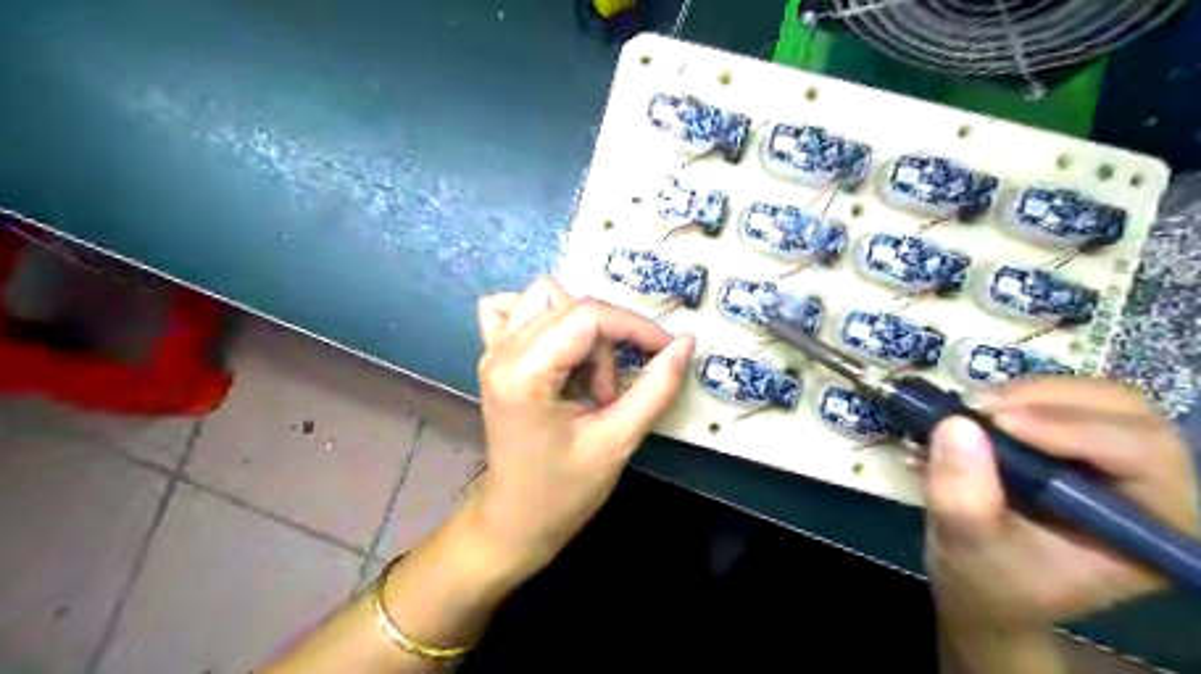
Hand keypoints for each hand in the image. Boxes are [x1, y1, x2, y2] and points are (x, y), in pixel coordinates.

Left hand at [468, 276, 693, 576]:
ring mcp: (492, 350)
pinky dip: (546, 318)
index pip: (590, 316)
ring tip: (586, 377)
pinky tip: (559, 350)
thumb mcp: (617, 442)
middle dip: (608, 340)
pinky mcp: (494, 355)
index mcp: (524, 372)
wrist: (514, 520)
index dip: (636, 327)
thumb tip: (686, 343)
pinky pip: (516, 310)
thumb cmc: (563, 491)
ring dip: (581, 327)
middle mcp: (501, 350)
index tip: (666, 351)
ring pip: (546, 297)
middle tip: (611, 393)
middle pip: (572, 305)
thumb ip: (655, 389)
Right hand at [921, 380, 1196, 631]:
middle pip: (1125, 414)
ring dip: (1028, 394)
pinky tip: (978, 413)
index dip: (1074, 429)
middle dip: (1049, 401)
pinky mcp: (1078, 445)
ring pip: (1093, 399)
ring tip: (972, 408)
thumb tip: (955, 424)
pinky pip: (1060, 402)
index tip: (998, 421)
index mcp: (1151, 527)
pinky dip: (1016, 398)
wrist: (982, 584)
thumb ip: (962, 495)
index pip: (1141, 456)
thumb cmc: (989, 579)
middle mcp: (1149, 488)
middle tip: (981, 406)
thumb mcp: (967, 544)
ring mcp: (1115, 462)